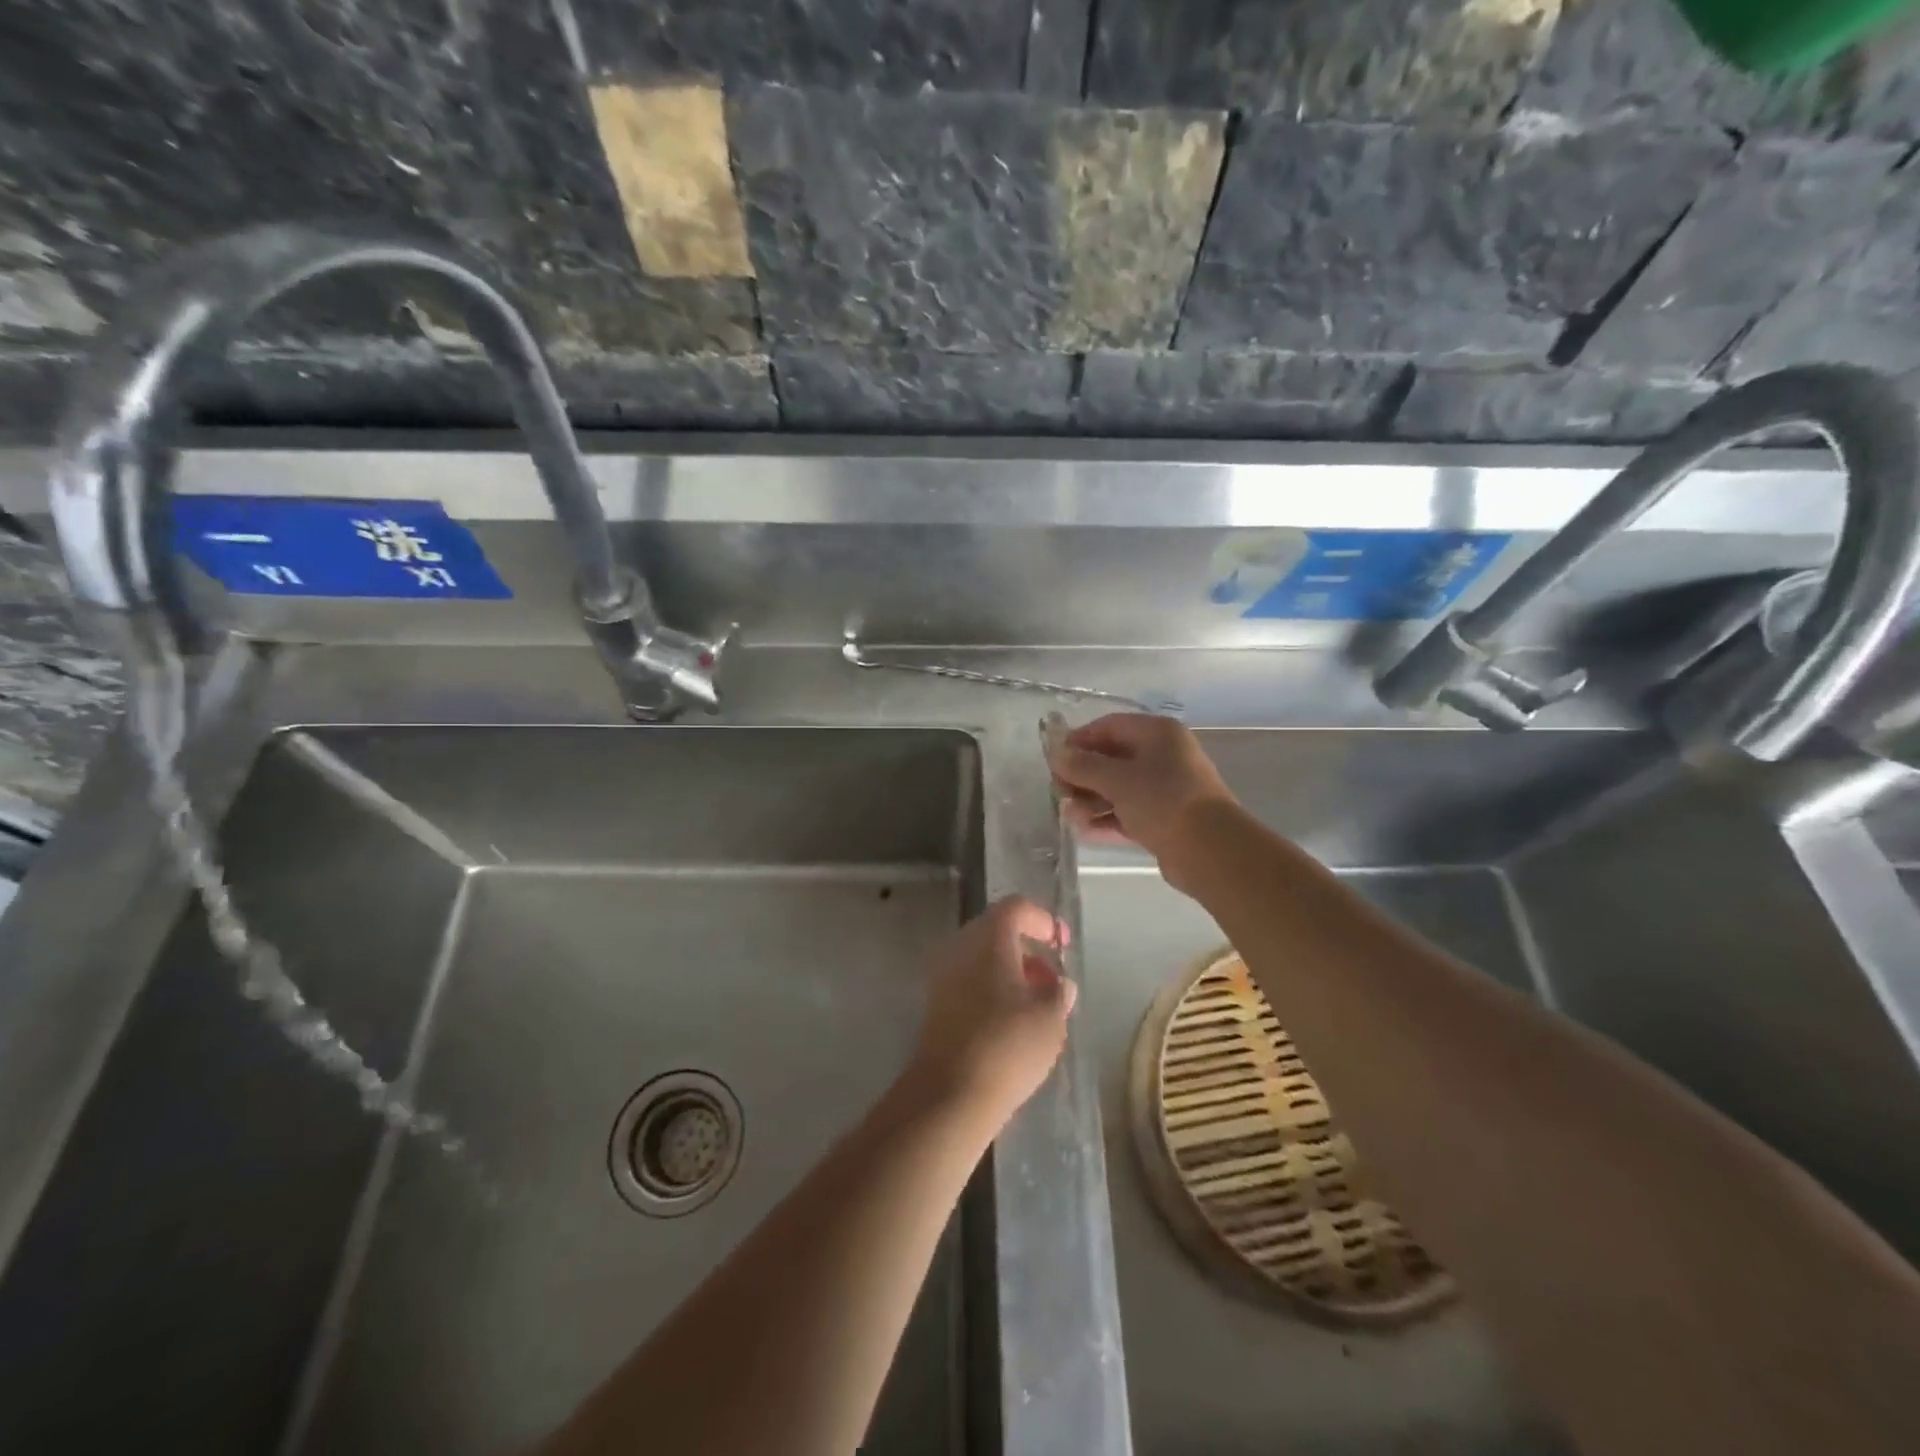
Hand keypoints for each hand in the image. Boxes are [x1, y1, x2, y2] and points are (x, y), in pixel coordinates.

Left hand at [904, 897, 1076, 1133]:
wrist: (950, 1094)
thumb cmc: (1007, 1045)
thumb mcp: (1050, 1018)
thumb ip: (1058, 993)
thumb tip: (1059, 984)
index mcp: (988, 938)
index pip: (1016, 908)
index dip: (1043, 920)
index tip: (1063, 944)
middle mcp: (961, 947)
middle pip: (996, 932)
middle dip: (1027, 950)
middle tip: (1052, 979)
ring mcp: (943, 976)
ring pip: (982, 959)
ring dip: (1010, 972)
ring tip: (1037, 1005)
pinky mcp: (936, 1005)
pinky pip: (969, 982)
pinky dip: (993, 990)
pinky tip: (1013, 1023)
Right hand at [1047, 713, 1237, 876]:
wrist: (1209, 850)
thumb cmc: (1162, 800)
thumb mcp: (1117, 779)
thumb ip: (1082, 765)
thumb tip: (1056, 753)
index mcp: (1157, 734)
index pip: (1109, 726)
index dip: (1079, 739)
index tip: (1054, 758)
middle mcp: (1163, 756)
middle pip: (1112, 758)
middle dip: (1082, 774)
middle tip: (1058, 790)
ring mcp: (1165, 789)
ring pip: (1119, 788)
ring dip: (1091, 799)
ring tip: (1068, 814)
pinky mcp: (1164, 819)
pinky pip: (1128, 812)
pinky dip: (1107, 818)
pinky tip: (1083, 830)